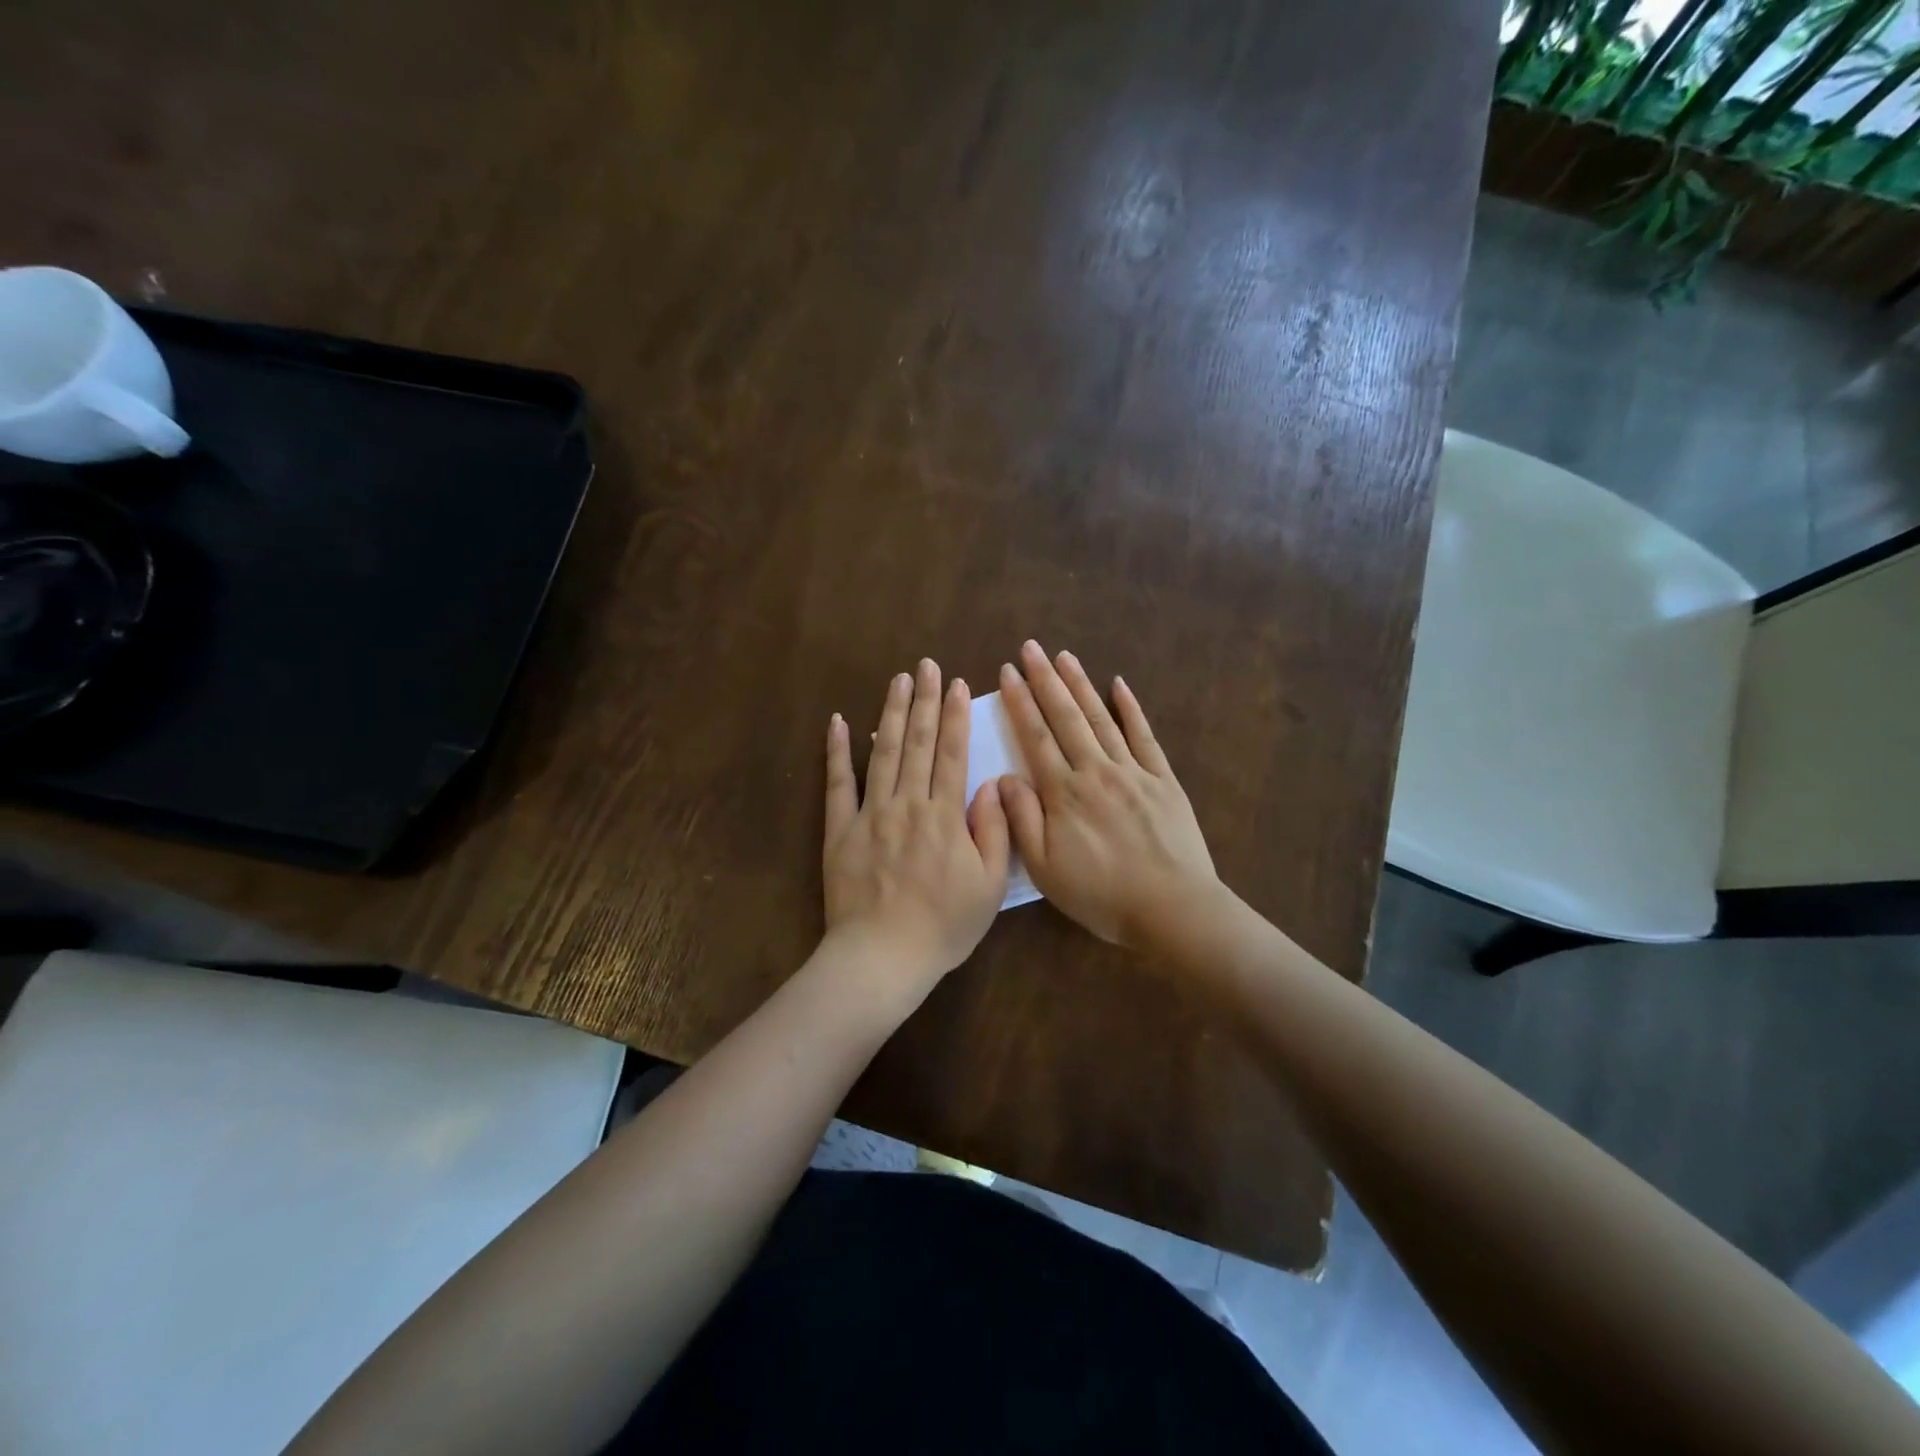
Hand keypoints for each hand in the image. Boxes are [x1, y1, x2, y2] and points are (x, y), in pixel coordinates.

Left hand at [823, 658, 1010, 991]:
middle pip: (918, 743)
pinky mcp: (839, 830)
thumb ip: (993, 830)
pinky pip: (837, 783)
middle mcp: (907, 804)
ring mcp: (869, 814)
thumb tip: (992, 783)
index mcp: (945, 816)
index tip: (956, 684)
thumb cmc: (944, 926)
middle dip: (923, 700)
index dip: (955, 716)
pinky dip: (837, 751)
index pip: (953, 754)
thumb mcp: (988, 886)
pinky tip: (840, 721)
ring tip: (897, 680)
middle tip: (926, 665)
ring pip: (883, 753)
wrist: (882, 957)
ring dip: (891, 713)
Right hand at [996, 640, 1217, 949]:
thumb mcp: (1046, 869)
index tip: (1007, 673)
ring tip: (1064, 656)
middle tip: (1030, 648)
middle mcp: (1096, 771)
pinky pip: (1144, 736)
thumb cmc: (1101, 895)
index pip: (1036, 738)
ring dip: (1081, 685)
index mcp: (1064, 794)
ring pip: (1101, 718)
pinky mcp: (1163, 779)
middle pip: (1066, 717)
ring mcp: (1133, 771)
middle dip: (1045, 680)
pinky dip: (1131, 708)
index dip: (1020, 703)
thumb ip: (1022, 820)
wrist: (1172, 908)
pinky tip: (1119, 684)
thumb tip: (1003, 778)